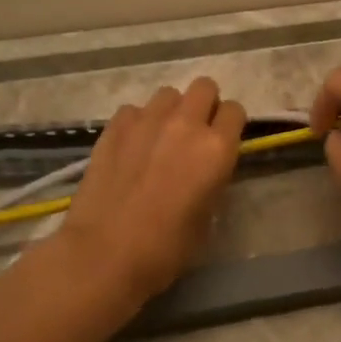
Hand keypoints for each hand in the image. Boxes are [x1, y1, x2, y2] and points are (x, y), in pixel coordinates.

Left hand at [57, 77, 246, 304]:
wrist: (105, 253)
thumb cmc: (166, 248)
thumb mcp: (207, 217)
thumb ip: (212, 180)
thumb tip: (204, 169)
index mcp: (217, 149)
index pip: (235, 111)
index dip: (230, 125)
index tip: (223, 141)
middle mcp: (186, 124)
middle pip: (204, 87)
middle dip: (205, 105)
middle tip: (195, 133)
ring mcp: (147, 121)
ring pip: (168, 94)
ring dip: (171, 111)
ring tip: (160, 138)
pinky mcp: (115, 127)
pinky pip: (134, 110)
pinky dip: (137, 123)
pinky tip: (131, 147)